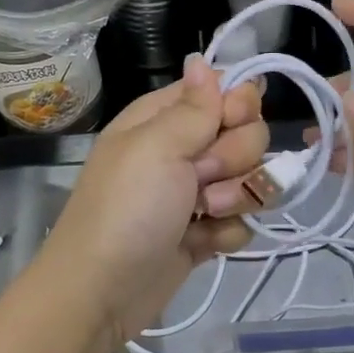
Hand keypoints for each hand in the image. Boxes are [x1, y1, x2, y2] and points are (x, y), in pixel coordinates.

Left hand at [36, 56, 267, 351]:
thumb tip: (202, 60)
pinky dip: (227, 232)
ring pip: (252, 178)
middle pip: (248, 134)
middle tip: (201, 179)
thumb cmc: (126, 209)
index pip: (226, 90)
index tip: (229, 123)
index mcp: (166, 118)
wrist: (101, 292)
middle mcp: (184, 148)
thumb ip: (195, 107)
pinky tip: (202, 242)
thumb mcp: (157, 147)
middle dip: (236, 159)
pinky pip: (243, 219)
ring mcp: (196, 192)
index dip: (239, 105)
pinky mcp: (205, 231)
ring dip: (237, 197)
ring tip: (205, 214)